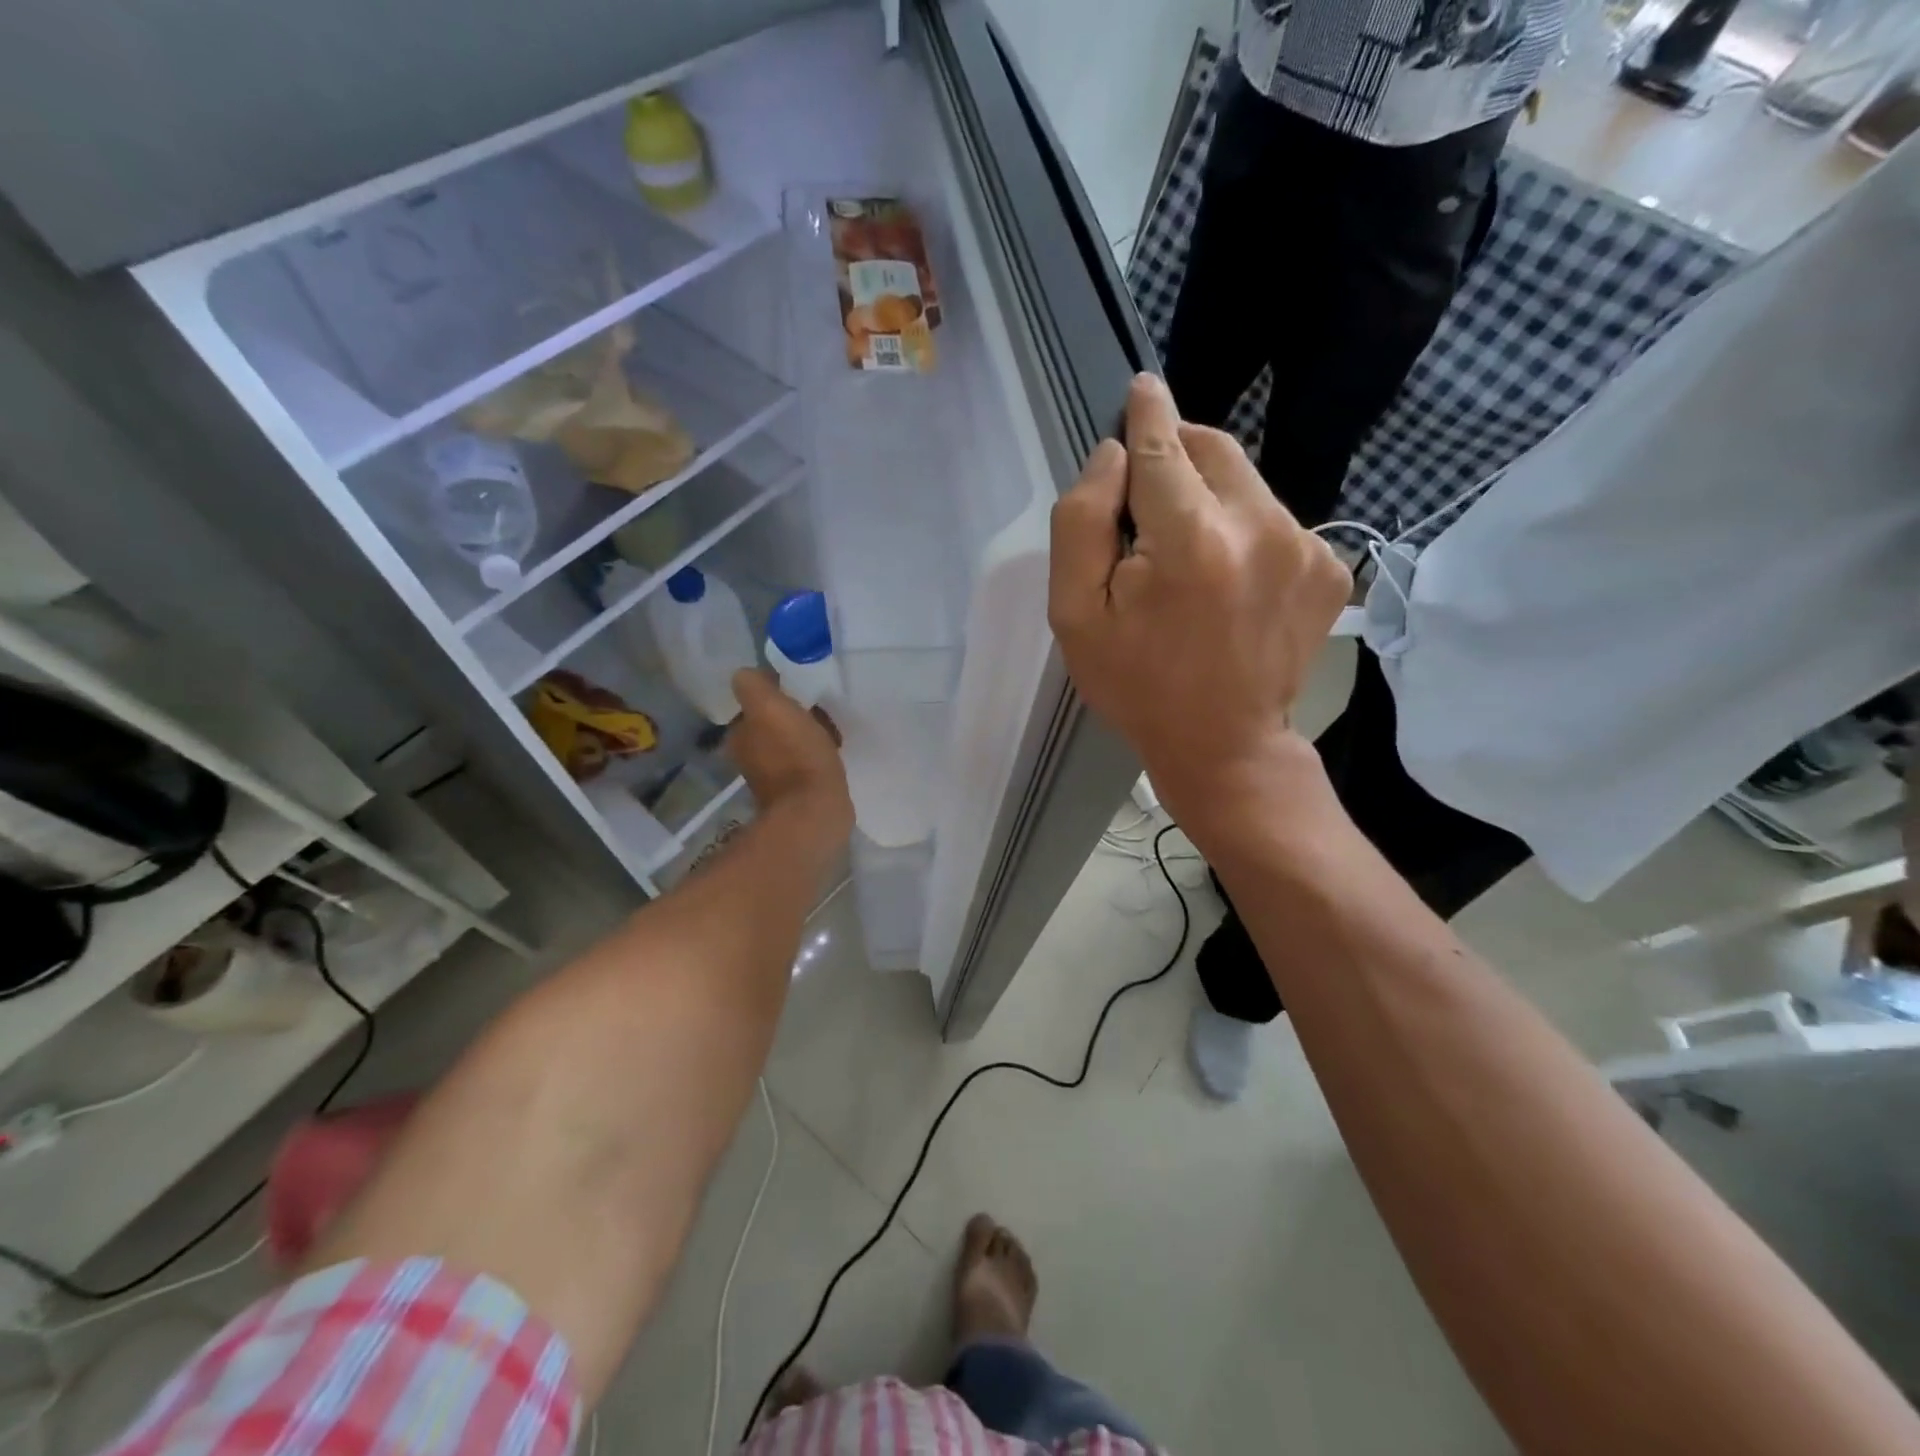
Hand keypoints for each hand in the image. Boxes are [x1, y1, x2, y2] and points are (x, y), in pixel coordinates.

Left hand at [725, 669, 852, 844]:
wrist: (815, 810)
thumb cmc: (795, 754)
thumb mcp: (770, 707)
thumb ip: (754, 685)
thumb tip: (751, 675)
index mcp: (739, 734)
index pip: (755, 702)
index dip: (778, 693)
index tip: (802, 692)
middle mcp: (748, 755)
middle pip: (773, 722)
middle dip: (794, 715)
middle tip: (820, 712)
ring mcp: (771, 777)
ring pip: (790, 741)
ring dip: (808, 735)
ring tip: (831, 732)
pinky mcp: (795, 793)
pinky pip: (805, 762)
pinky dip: (816, 756)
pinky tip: (833, 754)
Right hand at [1048, 374, 1350, 828]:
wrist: (1224, 745)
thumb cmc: (1137, 684)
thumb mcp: (1075, 615)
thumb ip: (1081, 522)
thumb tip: (1112, 455)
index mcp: (1190, 540)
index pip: (1163, 444)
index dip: (1147, 412)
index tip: (1141, 388)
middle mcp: (1261, 526)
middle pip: (1213, 448)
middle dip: (1176, 452)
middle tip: (1147, 494)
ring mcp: (1306, 545)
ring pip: (1246, 480)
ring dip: (1209, 495)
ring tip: (1186, 554)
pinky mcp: (1330, 565)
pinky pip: (1275, 516)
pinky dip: (1242, 526)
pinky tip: (1226, 577)